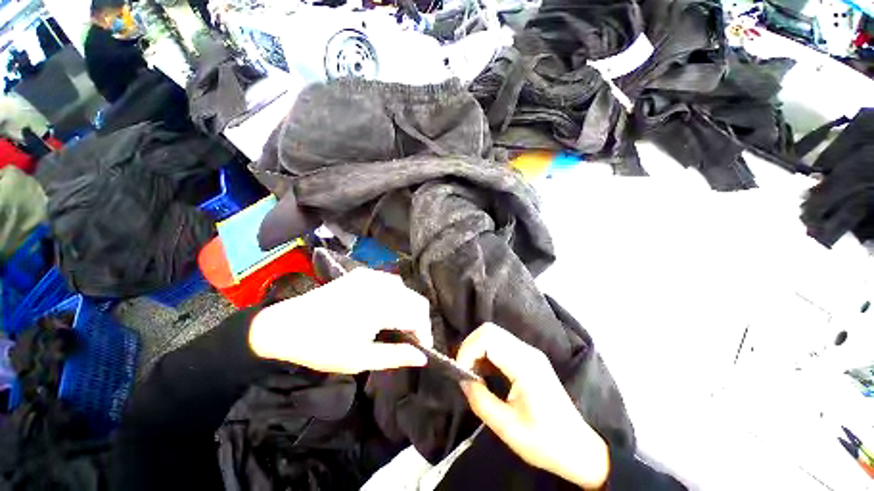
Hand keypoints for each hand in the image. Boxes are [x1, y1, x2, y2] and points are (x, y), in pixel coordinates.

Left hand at [249, 268, 432, 373]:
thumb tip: (423, 358)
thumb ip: (396, 356)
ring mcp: (371, 276)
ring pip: (405, 290)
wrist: (285, 326)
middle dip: (418, 321)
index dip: (425, 332)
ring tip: (397, 327)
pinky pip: (390, 283)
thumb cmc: (322, 347)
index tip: (421, 349)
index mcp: (381, 304)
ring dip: (407, 308)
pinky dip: (395, 297)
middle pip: (416, 299)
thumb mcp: (360, 358)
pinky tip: (384, 311)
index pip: (418, 314)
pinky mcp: (362, 274)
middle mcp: (380, 284)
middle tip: (410, 341)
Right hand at [457, 324, 609, 489]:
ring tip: (472, 375)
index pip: (488, 338)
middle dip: (470, 347)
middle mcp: (527, 351)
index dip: (468, 350)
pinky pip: (500, 345)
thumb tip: (462, 379)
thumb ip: (479, 399)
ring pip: (494, 335)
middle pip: (489, 330)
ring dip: (477, 350)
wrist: (579, 449)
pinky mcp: (528, 358)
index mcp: (525, 365)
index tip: (460, 372)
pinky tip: (484, 374)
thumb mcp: (507, 427)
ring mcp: (529, 353)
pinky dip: (486, 354)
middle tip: (464, 371)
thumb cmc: (545, 442)